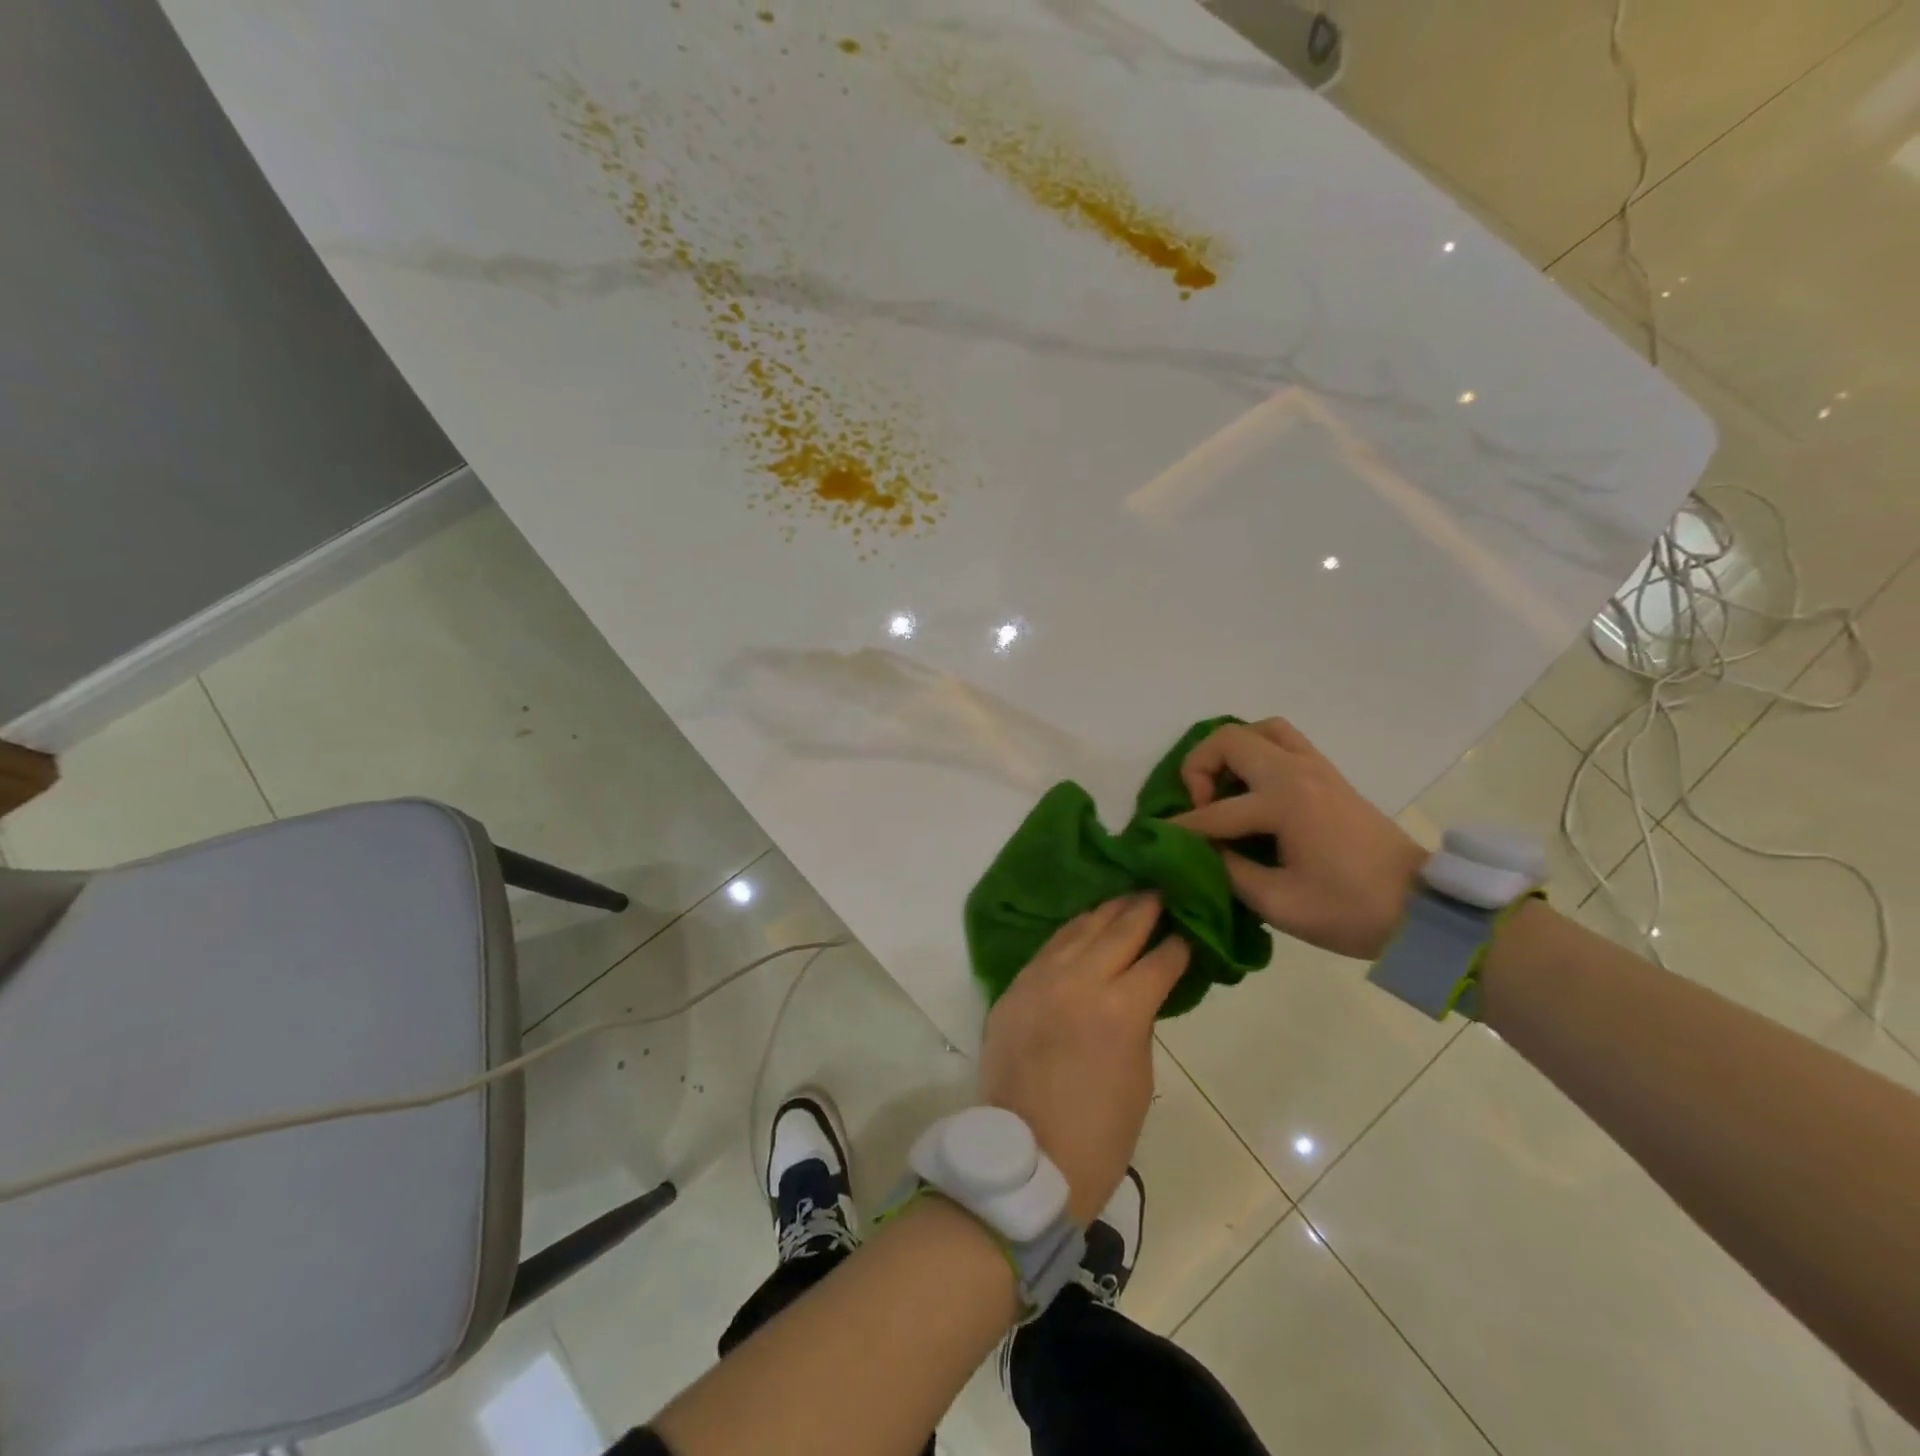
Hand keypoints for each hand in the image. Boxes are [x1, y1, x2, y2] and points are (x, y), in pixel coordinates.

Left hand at [977, 895, 1188, 1224]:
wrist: (1028, 1157)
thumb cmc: (1100, 1132)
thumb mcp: (1139, 1075)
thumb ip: (1139, 1019)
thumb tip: (1142, 988)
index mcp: (1119, 1009)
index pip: (1159, 960)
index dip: (1179, 943)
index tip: (1191, 926)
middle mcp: (1078, 980)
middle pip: (1118, 929)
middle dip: (1145, 908)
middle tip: (1162, 890)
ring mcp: (1040, 979)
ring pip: (1079, 928)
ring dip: (1107, 911)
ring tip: (1128, 897)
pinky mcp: (1015, 986)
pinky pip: (1048, 947)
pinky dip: (1072, 932)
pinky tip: (1085, 923)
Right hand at [1169, 718, 1426, 959]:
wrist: (1423, 908)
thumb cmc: (1351, 910)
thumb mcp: (1278, 903)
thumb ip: (1228, 871)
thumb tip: (1198, 852)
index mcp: (1284, 803)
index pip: (1214, 812)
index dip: (1180, 830)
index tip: (1156, 840)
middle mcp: (1297, 772)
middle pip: (1229, 740)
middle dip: (1198, 770)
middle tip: (1199, 808)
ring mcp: (1316, 768)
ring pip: (1260, 730)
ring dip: (1231, 753)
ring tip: (1223, 789)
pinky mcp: (1328, 775)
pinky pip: (1283, 741)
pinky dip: (1257, 752)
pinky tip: (1251, 788)